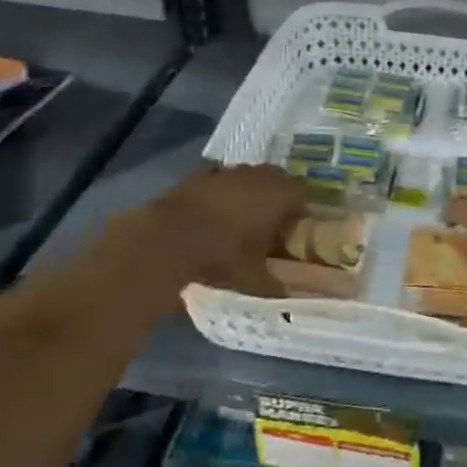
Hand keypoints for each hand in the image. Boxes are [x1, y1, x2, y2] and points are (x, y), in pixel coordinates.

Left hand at [113, 163, 307, 302]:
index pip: (302, 192)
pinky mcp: (197, 174)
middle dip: (275, 195)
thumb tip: (288, 294)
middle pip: (276, 178)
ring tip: (238, 216)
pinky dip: (218, 188)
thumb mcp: (252, 279)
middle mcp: (257, 176)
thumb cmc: (220, 256)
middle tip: (268, 222)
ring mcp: (226, 171)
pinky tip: (211, 207)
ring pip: (247, 175)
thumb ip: (274, 285)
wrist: (165, 241)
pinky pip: (217, 176)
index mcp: (279, 195)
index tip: (292, 228)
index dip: (299, 208)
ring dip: (247, 189)